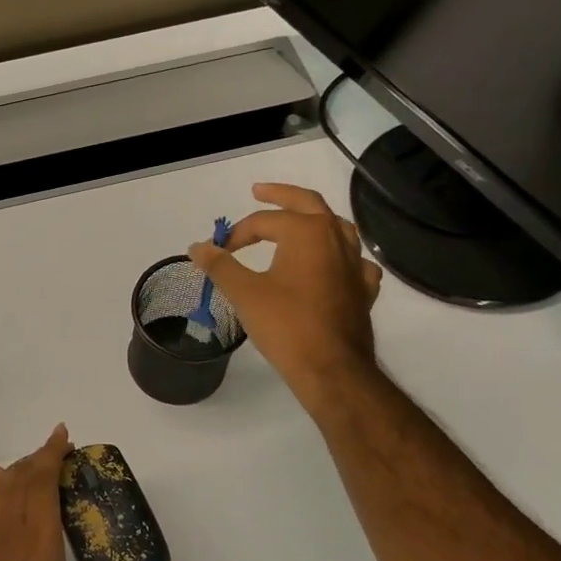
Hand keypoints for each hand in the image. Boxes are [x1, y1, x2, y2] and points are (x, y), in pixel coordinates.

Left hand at [0, 425, 159, 560]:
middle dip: (39, 458)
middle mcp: (9, 535)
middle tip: (62, 450)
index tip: (64, 435)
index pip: (42, 485)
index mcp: (37, 545)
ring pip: (2, 493)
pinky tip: (0, 486)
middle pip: (20, 481)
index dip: (52, 455)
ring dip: (20, 471)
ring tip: (37, 462)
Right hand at [189, 182, 382, 415]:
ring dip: (314, 220)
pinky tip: (332, 265)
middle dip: (281, 195)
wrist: (331, 368)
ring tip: (297, 222)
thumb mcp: (244, 293)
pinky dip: (338, 255)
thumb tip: (197, 246)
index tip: (219, 251)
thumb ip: (220, 265)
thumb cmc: (285, 325)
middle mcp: (336, 238)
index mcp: (307, 232)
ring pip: (337, 228)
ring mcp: (355, 263)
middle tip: (259, 191)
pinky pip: (353, 260)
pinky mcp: (363, 288)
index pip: (265, 221)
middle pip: (308, 204)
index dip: (237, 233)